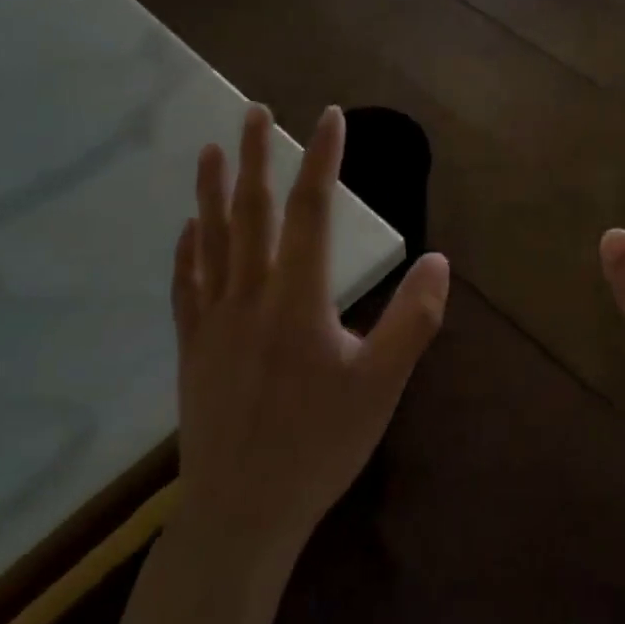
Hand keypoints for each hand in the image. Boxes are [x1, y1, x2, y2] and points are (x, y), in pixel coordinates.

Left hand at [172, 104, 448, 564]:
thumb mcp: (381, 386)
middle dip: (257, 157)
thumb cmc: (319, 446)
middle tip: (254, 110)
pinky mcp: (192, 347)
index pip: (311, 212)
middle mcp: (248, 296)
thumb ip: (413, 320)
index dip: (321, 160)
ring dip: (212, 190)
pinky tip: (189, 228)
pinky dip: (188, 249)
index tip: (328, 118)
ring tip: (213, 149)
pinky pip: (186, 284)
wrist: (241, 512)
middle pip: (251, 212)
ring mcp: (212, 321)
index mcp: (297, 300)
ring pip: (211, 240)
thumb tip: (438, 260)